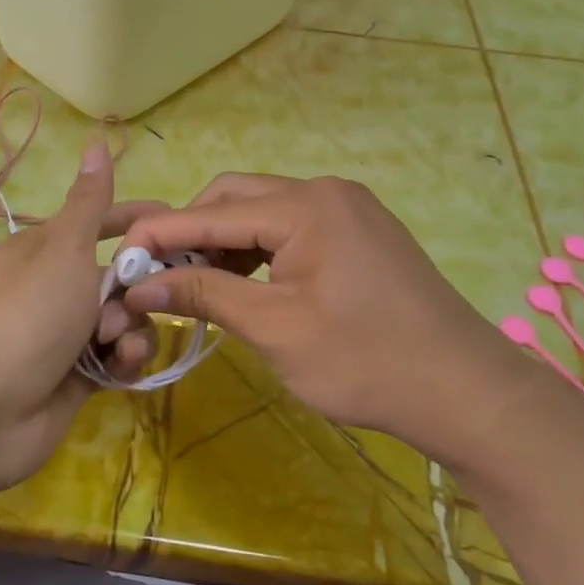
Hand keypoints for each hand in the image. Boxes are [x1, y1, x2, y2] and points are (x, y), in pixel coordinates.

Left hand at [0, 140, 156, 496]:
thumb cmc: (27, 315)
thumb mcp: (63, 250)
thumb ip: (89, 203)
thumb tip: (97, 142)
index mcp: (39, 252)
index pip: (94, 224)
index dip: (132, 221)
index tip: (174, 223)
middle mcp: (51, 290)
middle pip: (115, 277)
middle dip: (135, 288)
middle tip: (138, 298)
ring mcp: (63, 336)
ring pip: (122, 320)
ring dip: (131, 327)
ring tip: (116, 341)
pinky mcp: (76, 377)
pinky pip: (115, 357)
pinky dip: (123, 358)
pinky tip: (120, 365)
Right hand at [119, 174, 531, 461]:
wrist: (466, 391)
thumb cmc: (365, 361)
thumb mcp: (274, 329)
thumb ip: (204, 296)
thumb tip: (140, 284)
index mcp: (307, 206)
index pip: (212, 211)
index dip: (160, 234)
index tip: (117, 257)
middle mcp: (326, 192)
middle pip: (236, 198)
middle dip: (192, 233)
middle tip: (160, 276)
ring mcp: (348, 210)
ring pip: (263, 213)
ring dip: (224, 243)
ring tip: (196, 285)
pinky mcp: (359, 233)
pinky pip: (292, 229)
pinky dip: (258, 252)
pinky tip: (242, 283)